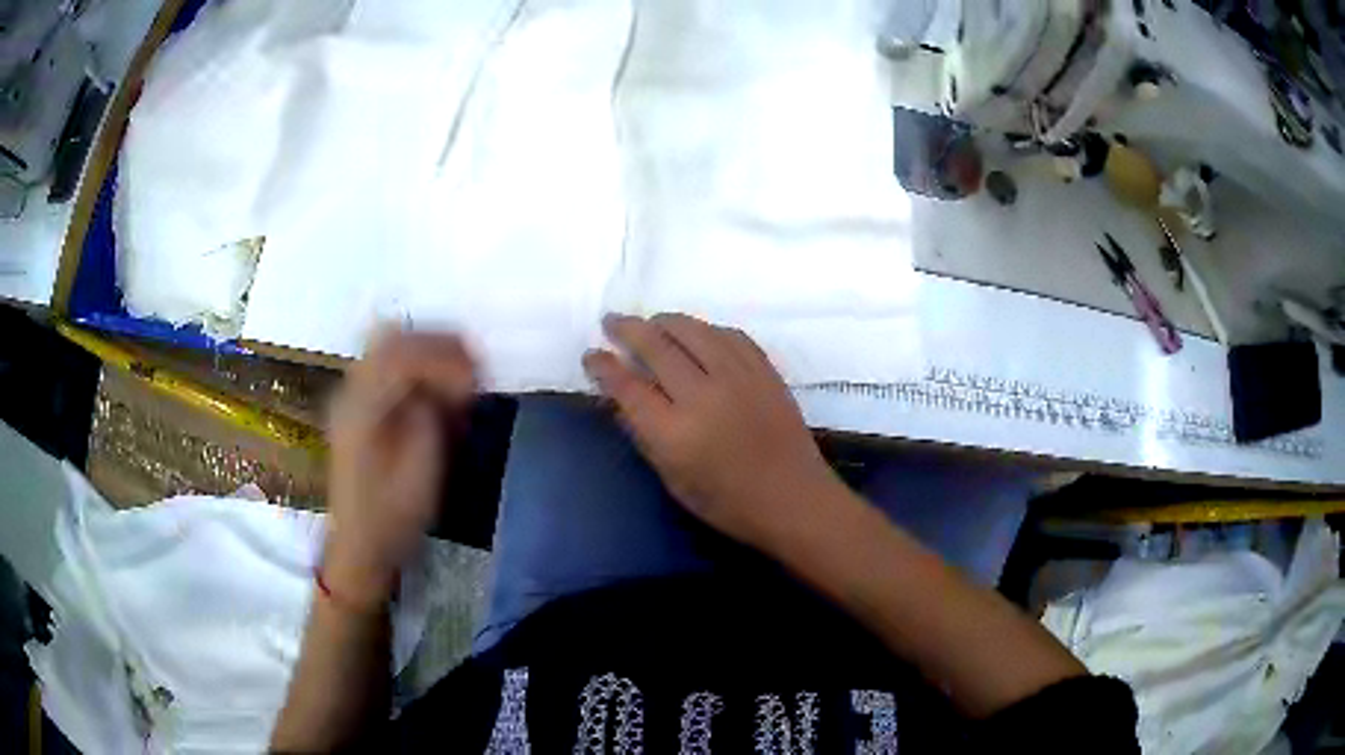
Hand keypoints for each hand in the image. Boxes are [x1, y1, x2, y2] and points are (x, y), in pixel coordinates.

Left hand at [323, 329, 477, 610]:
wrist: (360, 544)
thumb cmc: (392, 516)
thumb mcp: (419, 473)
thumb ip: (431, 418)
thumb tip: (449, 382)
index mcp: (361, 408)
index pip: (401, 356)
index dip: (443, 357)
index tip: (476, 378)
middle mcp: (351, 390)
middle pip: (392, 338)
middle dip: (438, 345)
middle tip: (474, 369)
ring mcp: (351, 394)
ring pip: (389, 345)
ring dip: (429, 352)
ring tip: (461, 376)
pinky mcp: (358, 403)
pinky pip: (388, 364)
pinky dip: (418, 365)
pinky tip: (438, 388)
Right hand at [583, 314, 843, 550]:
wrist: (793, 498)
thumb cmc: (727, 502)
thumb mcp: (673, 479)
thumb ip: (644, 434)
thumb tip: (622, 397)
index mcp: (674, 432)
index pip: (627, 385)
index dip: (603, 366)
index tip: (591, 355)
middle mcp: (703, 394)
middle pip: (656, 345)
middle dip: (627, 329)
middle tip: (612, 322)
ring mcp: (737, 376)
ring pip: (693, 330)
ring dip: (665, 321)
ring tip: (651, 323)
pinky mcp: (763, 370)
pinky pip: (729, 335)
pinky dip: (706, 330)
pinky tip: (697, 334)